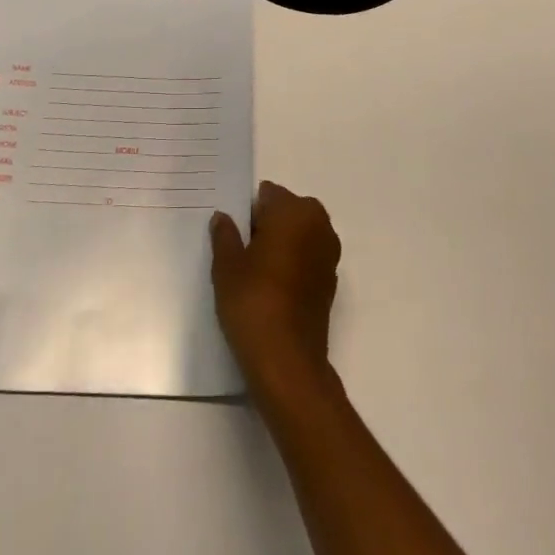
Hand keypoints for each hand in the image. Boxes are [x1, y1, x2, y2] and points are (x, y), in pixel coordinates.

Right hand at [210, 181, 341, 395]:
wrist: (287, 361)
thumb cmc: (253, 301)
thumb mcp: (227, 265)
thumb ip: (225, 235)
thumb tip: (223, 217)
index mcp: (294, 211)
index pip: (268, 194)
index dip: (248, 211)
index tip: (233, 230)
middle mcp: (319, 225)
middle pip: (287, 211)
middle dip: (267, 224)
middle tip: (241, 249)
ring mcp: (329, 254)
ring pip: (299, 234)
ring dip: (282, 243)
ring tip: (254, 270)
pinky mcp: (331, 281)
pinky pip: (308, 257)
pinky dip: (293, 263)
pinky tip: (272, 286)